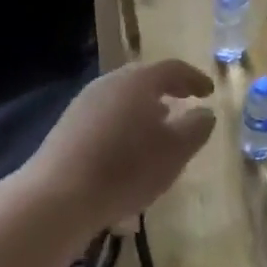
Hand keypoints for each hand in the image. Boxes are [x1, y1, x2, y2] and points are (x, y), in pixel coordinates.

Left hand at [22, 59, 215, 234]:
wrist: (57, 197)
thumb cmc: (126, 168)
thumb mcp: (175, 151)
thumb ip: (196, 128)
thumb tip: (205, 112)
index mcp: (139, 80)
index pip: (174, 69)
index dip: (194, 79)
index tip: (209, 92)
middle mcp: (111, 82)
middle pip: (145, 78)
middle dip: (168, 89)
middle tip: (185, 102)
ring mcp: (85, 102)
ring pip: (123, 97)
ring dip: (144, 108)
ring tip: (158, 128)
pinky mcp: (68, 125)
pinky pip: (106, 115)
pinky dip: (124, 123)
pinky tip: (127, 148)